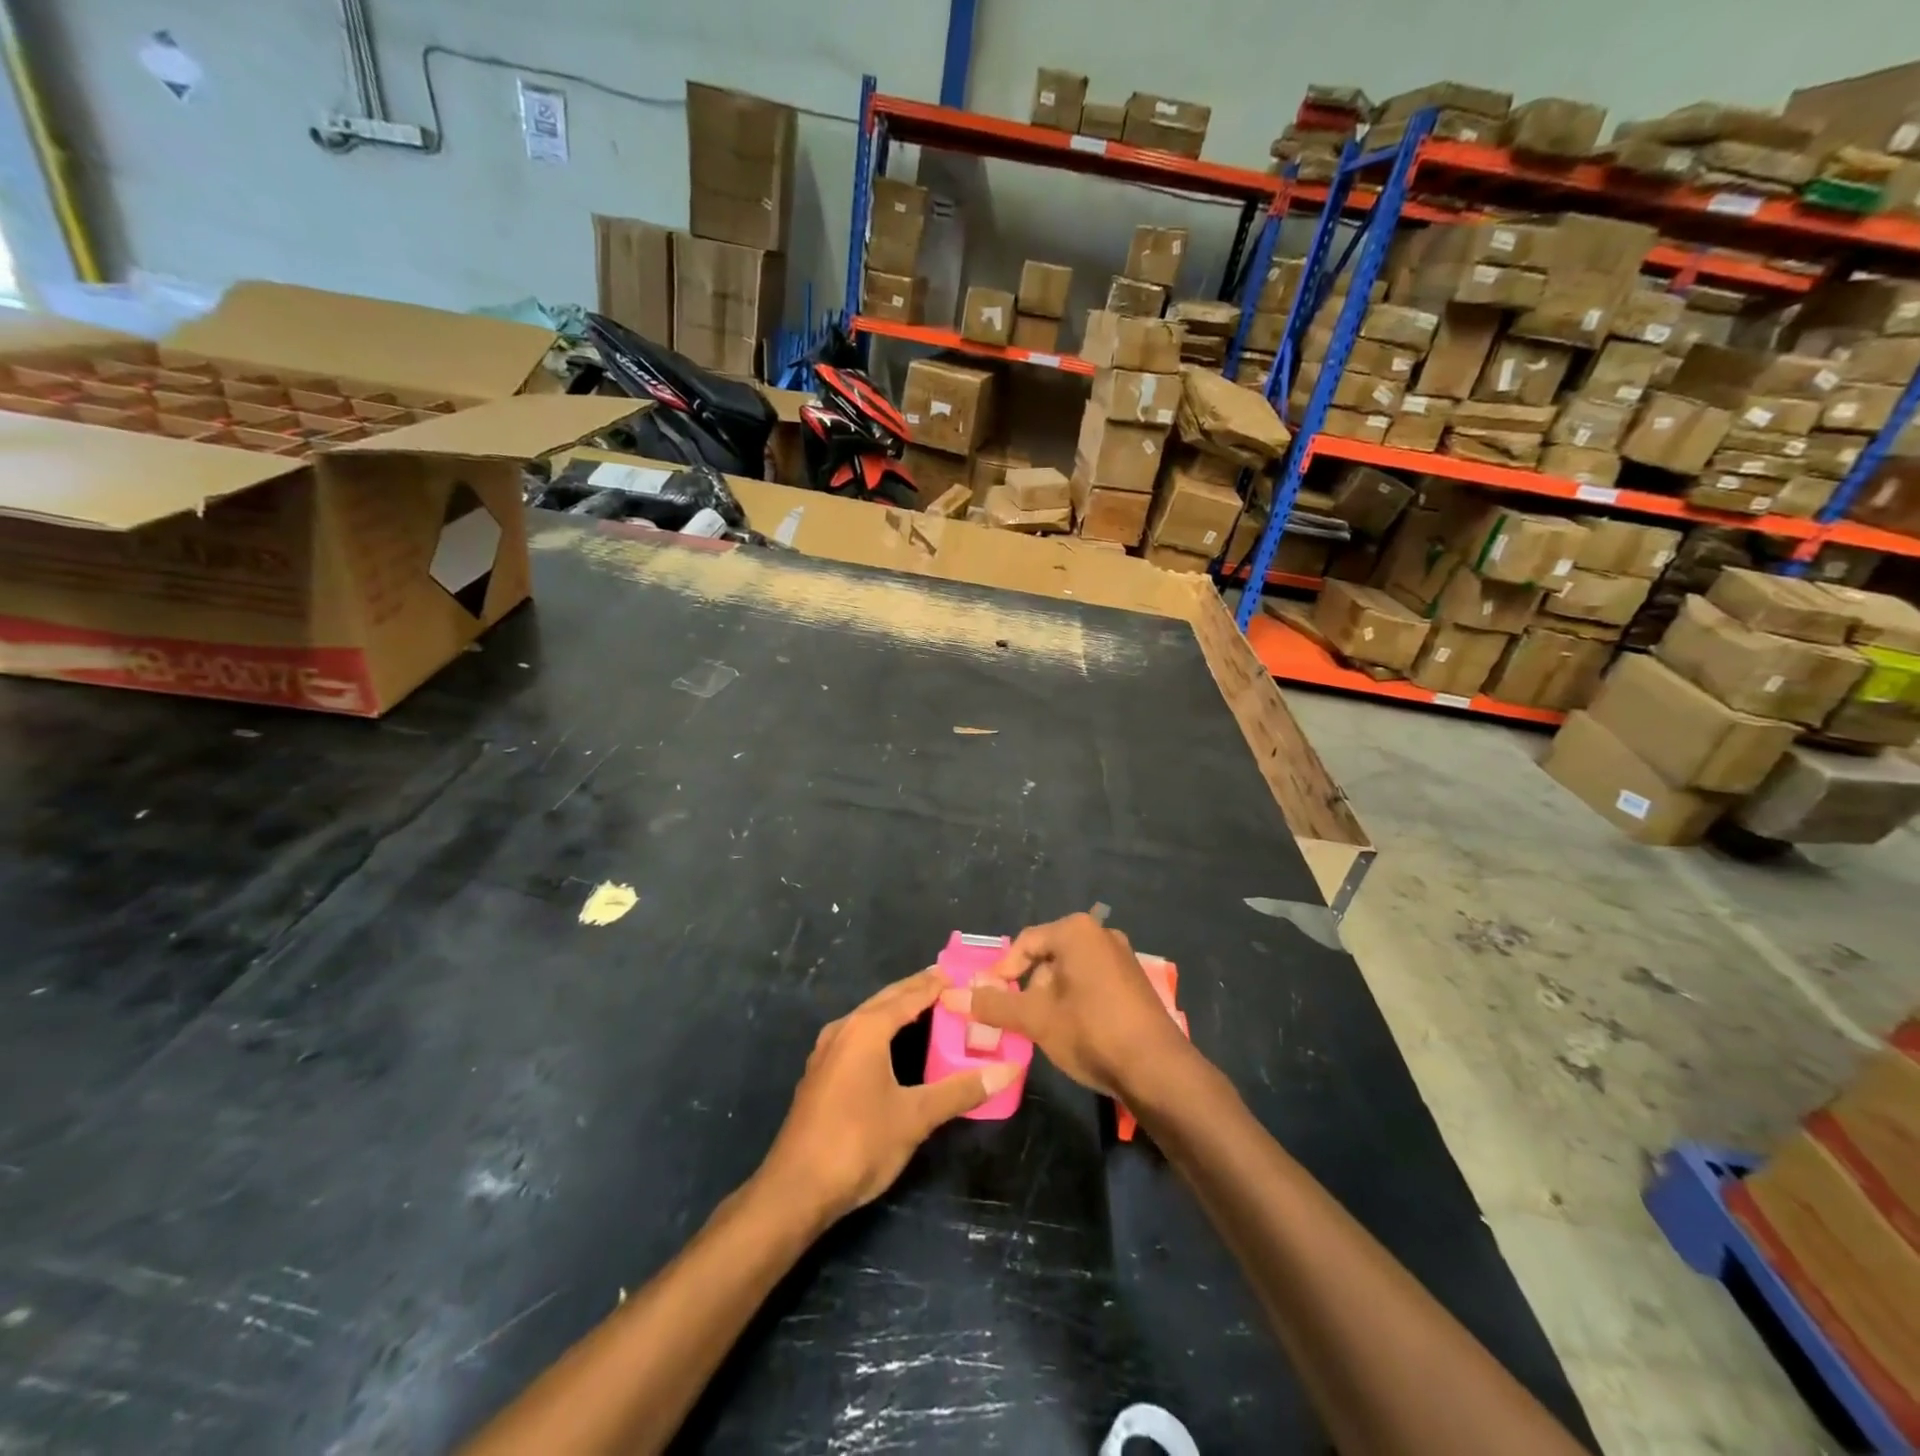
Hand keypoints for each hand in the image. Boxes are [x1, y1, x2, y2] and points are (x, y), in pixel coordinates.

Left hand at [759, 969, 1015, 1223]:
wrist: (796, 1190)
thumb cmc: (859, 1143)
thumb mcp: (915, 1117)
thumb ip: (960, 1091)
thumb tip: (1007, 1071)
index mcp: (866, 1028)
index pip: (909, 995)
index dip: (936, 984)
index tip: (962, 973)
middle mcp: (844, 1029)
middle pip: (886, 1000)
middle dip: (916, 990)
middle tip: (949, 983)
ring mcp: (827, 1051)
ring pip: (868, 1017)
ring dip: (897, 1009)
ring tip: (927, 1007)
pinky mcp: (820, 1074)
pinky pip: (857, 1036)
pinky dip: (881, 1029)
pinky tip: (893, 1044)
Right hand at [941, 913, 1194, 1103]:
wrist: (1158, 1070)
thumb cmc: (1091, 1032)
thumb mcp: (1035, 1018)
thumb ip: (993, 1004)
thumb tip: (952, 995)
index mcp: (1077, 931)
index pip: (1025, 943)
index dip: (1003, 972)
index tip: (991, 999)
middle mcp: (1101, 934)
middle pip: (1049, 956)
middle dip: (1030, 987)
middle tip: (1019, 1019)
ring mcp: (1123, 957)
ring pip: (1071, 972)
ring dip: (1052, 997)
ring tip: (1046, 1030)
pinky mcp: (1135, 982)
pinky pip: (1093, 982)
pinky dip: (1076, 1001)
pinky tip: (1075, 1032)